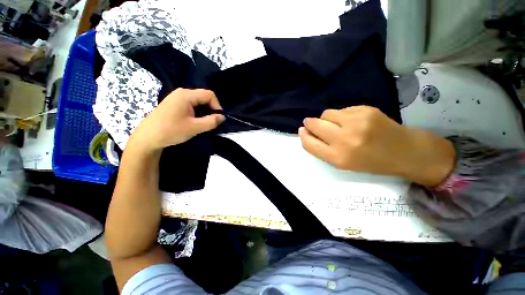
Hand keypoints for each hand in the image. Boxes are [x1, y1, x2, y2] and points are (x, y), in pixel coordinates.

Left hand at [129, 88, 224, 152]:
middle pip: (203, 97)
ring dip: (204, 111)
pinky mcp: (174, 104)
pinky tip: (195, 121)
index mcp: (186, 95)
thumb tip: (222, 117)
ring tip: (204, 123)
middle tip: (212, 122)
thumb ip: (211, 121)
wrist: (147, 137)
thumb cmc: (171, 131)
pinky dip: (197, 112)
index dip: (217, 106)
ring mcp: (176, 97)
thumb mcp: (195, 127)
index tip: (218, 118)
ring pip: (198, 101)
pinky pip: (191, 104)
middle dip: (211, 109)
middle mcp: (181, 92)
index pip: (209, 95)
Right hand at [299, 106, 454, 186]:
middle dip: (309, 123)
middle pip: (314, 124)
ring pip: (326, 113)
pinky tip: (351, 121)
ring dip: (325, 119)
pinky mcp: (365, 109)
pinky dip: (340, 115)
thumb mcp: (342, 163)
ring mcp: (356, 122)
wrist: (404, 151)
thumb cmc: (370, 161)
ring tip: (335, 124)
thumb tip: (306, 132)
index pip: (309, 143)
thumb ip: (322, 149)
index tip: (302, 131)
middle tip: (311, 124)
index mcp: (338, 157)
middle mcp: (345, 139)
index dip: (303, 136)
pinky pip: (341, 109)